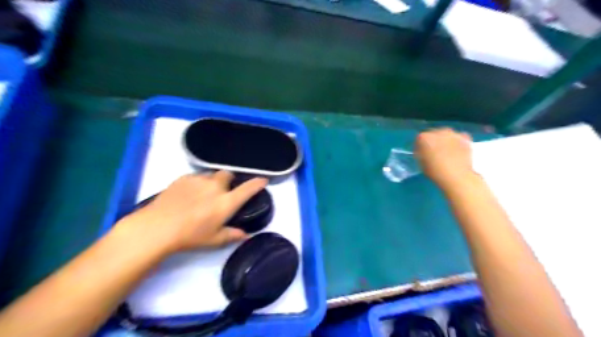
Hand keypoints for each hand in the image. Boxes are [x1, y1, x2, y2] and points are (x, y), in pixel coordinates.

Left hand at [116, 173, 265, 253]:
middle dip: (229, 180)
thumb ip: (232, 235)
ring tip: (203, 194)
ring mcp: (199, 180)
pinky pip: (196, 176)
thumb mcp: (214, 240)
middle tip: (223, 192)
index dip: (258, 183)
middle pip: (228, 174)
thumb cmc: (190, 236)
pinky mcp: (184, 178)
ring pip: (211, 175)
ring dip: (213, 182)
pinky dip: (198, 183)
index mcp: (226, 202)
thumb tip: (246, 235)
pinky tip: (189, 194)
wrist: (157, 227)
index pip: (248, 189)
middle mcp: (216, 187)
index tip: (263, 180)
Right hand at [414, 128, 474, 189]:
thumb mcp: (421, 163)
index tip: (422, 154)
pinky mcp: (465, 137)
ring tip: (447, 151)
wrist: (457, 176)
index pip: (419, 139)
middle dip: (433, 141)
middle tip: (435, 152)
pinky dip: (457, 142)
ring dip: (445, 140)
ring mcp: (452, 133)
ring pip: (446, 134)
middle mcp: (438, 132)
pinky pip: (459, 137)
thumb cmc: (435, 171)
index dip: (420, 147)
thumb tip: (424, 152)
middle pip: (433, 134)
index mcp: (424, 138)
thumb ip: (421, 154)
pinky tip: (457, 150)